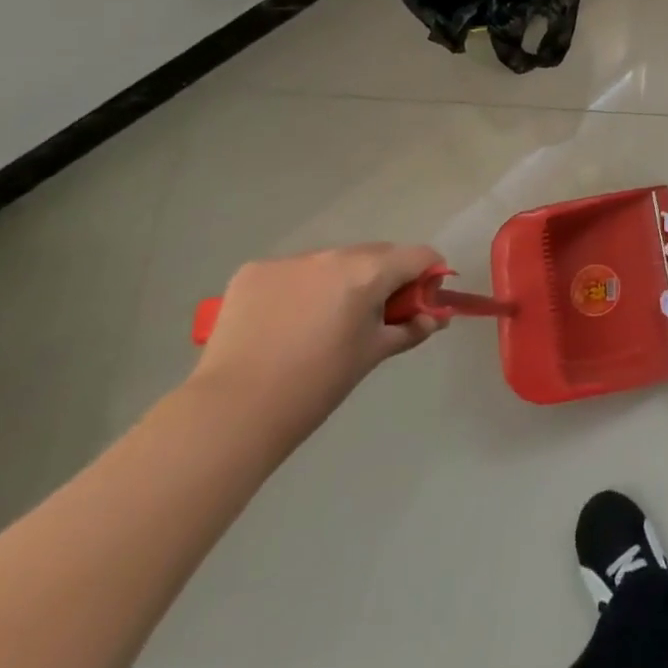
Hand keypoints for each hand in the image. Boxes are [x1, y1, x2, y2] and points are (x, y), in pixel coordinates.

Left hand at [189, 243, 443, 447]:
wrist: (233, 412)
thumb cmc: (316, 385)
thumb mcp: (372, 355)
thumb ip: (410, 329)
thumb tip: (435, 318)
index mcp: (368, 272)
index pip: (419, 255)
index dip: (428, 275)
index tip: (420, 303)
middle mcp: (333, 255)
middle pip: (375, 254)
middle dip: (383, 278)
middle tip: (371, 317)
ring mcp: (290, 260)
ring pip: (332, 262)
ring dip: (339, 281)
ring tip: (319, 324)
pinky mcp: (253, 271)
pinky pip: (291, 272)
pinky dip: (298, 288)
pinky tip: (283, 322)